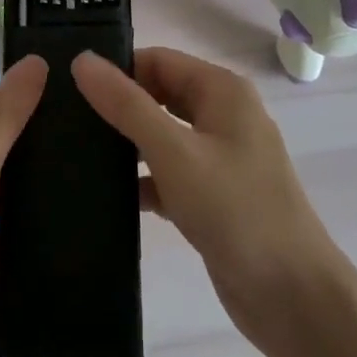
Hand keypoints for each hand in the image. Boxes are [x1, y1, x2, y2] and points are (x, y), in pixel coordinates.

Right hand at [72, 47, 341, 354]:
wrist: (292, 297)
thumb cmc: (235, 210)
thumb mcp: (174, 152)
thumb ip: (126, 105)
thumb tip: (82, 60)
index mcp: (222, 91)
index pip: (157, 60)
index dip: (116, 69)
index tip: (68, 87)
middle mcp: (223, 116)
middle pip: (158, 95)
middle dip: (117, 106)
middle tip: (64, 119)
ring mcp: (219, 158)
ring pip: (160, 136)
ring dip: (125, 144)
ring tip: (73, 153)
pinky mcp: (212, 195)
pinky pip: (168, 173)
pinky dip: (142, 180)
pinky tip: (104, 195)